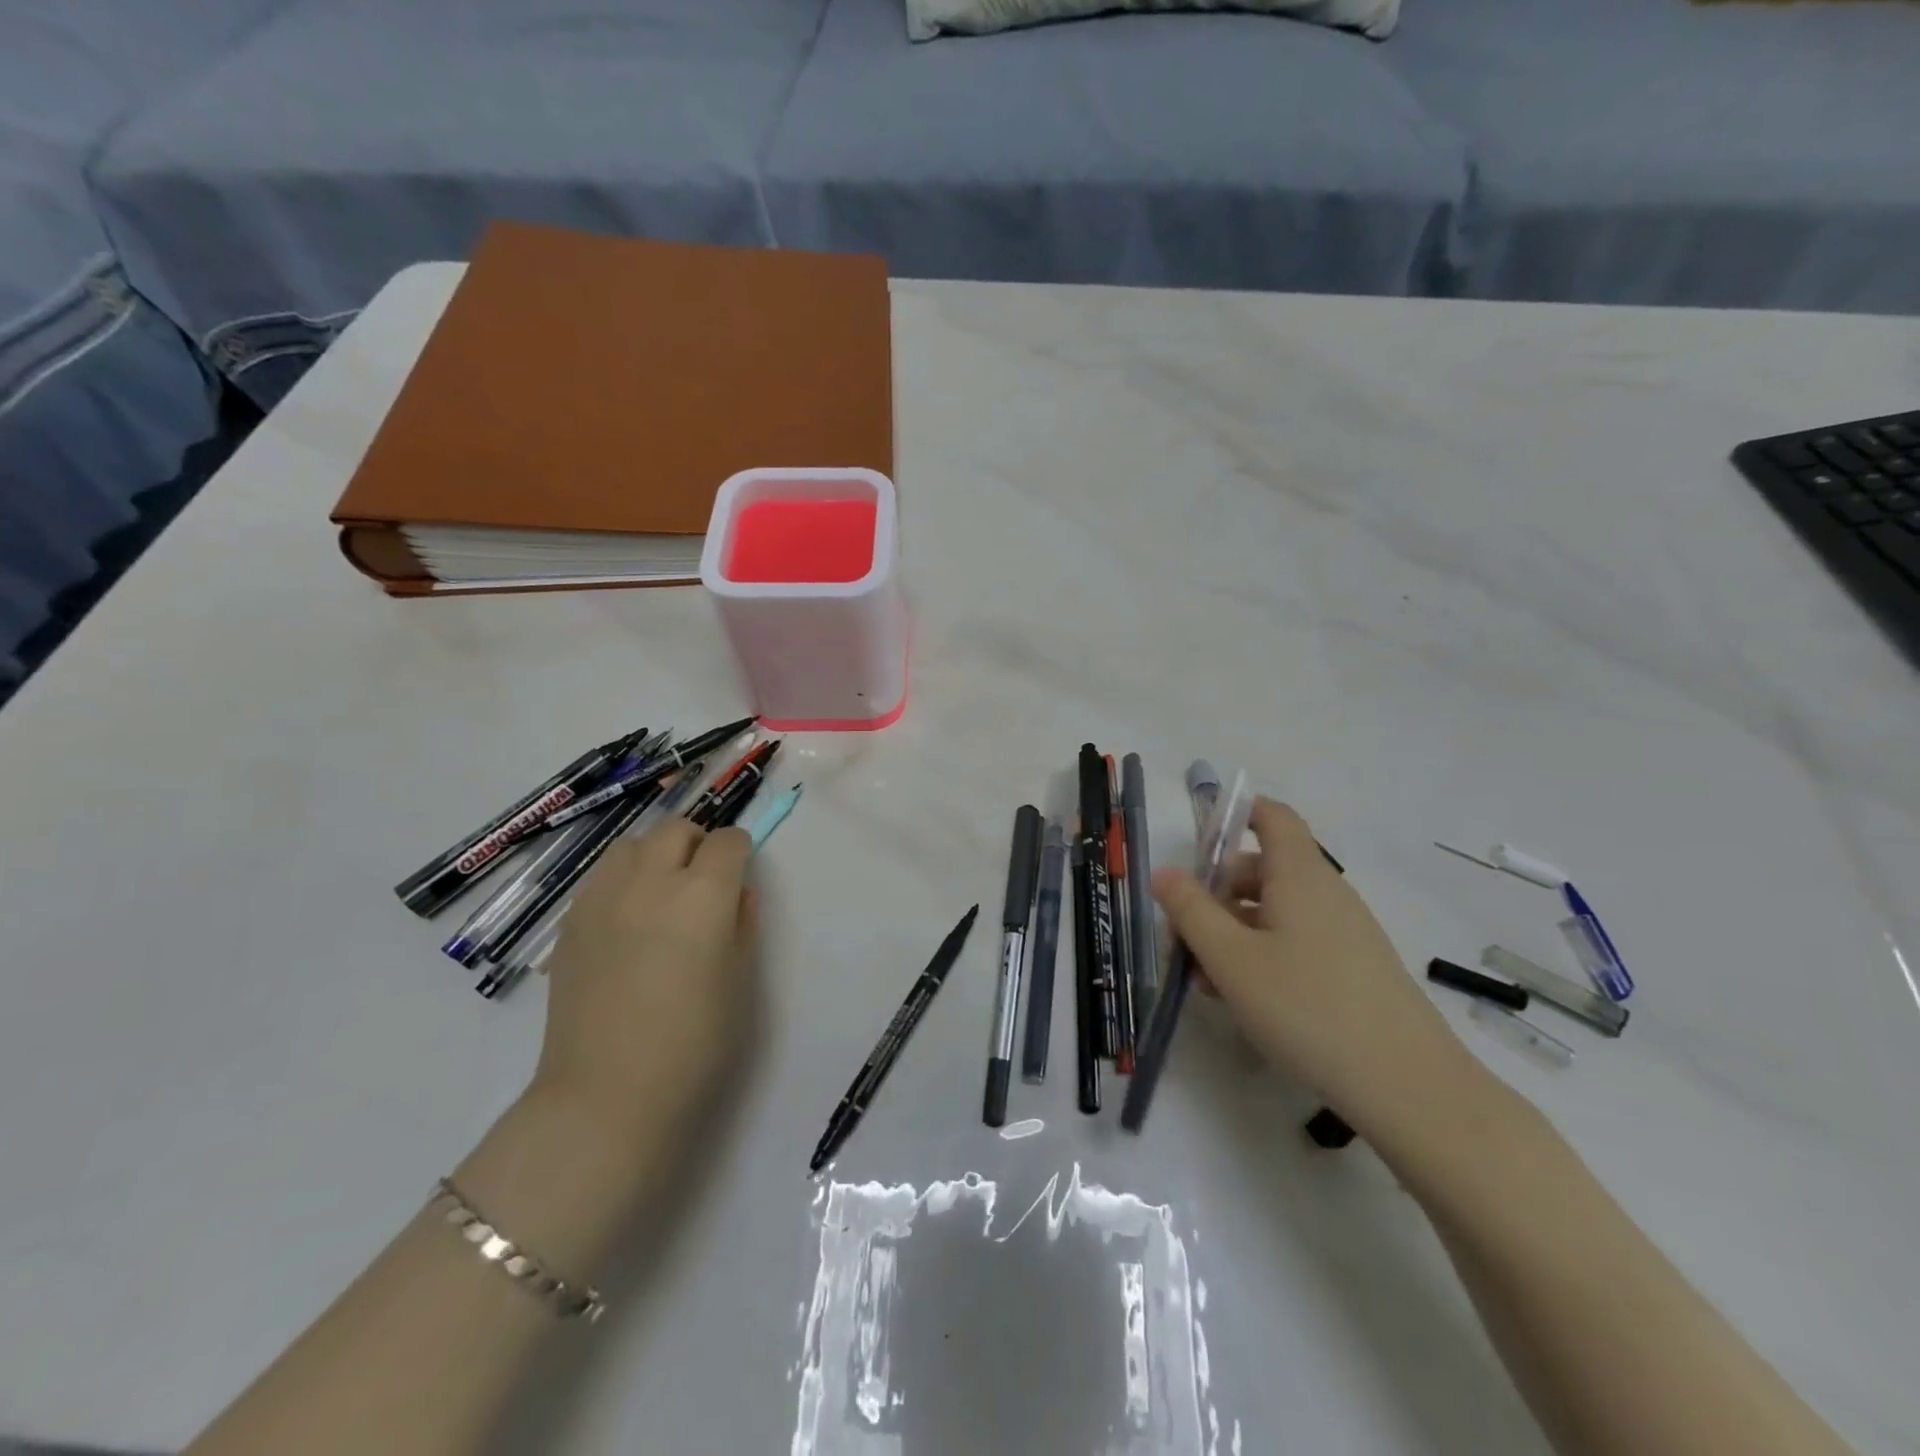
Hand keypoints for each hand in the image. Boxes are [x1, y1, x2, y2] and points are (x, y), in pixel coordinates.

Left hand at [532, 818, 757, 1139]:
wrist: (607, 1095)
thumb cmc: (693, 1042)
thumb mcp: (740, 978)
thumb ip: (742, 921)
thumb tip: (734, 892)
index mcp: (702, 895)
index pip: (727, 841)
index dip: (739, 852)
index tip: (739, 874)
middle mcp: (650, 882)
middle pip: (676, 829)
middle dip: (697, 844)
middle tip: (703, 881)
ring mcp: (603, 899)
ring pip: (632, 845)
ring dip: (655, 855)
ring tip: (661, 894)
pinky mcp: (571, 923)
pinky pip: (602, 877)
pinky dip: (622, 881)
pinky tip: (627, 921)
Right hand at [1152, 797, 1479, 1133]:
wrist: (1408, 1086)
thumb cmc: (1306, 1008)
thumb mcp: (1231, 959)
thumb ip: (1190, 911)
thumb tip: (1164, 872)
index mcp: (1299, 876)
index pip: (1273, 817)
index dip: (1236, 814)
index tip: (1199, 842)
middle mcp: (1326, 893)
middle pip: (1264, 868)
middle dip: (1217, 892)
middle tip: (1184, 935)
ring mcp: (1345, 932)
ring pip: (1276, 911)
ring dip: (1234, 931)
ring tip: (1206, 979)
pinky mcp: (1355, 968)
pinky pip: (1297, 941)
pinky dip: (1263, 954)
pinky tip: (1245, 999)